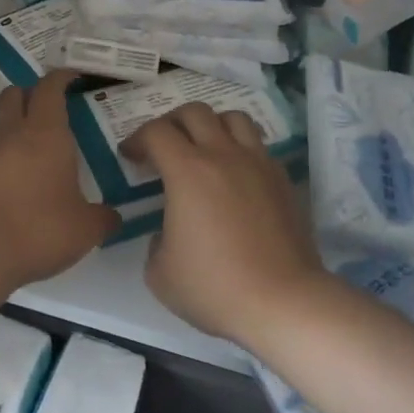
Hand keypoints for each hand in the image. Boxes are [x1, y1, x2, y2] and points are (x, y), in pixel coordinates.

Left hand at [0, 70, 119, 289]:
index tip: (72, 77)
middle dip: (31, 94)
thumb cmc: (37, 230)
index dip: (61, 78)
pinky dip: (0, 160)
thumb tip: (112, 216)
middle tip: (51, 110)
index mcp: (45, 134)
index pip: (50, 88)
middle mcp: (11, 134)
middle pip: (14, 94)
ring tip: (35, 153)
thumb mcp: (85, 229)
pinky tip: (14, 185)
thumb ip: (102, 218)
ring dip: (14, 128)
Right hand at [120, 103, 323, 341]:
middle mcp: (224, 155)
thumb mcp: (160, 272)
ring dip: (212, 125)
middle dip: (172, 122)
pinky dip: (241, 149)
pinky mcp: (283, 180)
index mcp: (187, 171)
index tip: (130, 157)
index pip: (156, 132)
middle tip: (163, 146)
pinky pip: (259, 146)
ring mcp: (258, 164)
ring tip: (204, 149)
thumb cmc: (214, 287)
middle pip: (195, 111)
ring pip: (234, 118)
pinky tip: (235, 176)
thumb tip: (168, 232)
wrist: (282, 301)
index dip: (137, 139)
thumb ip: (155, 241)